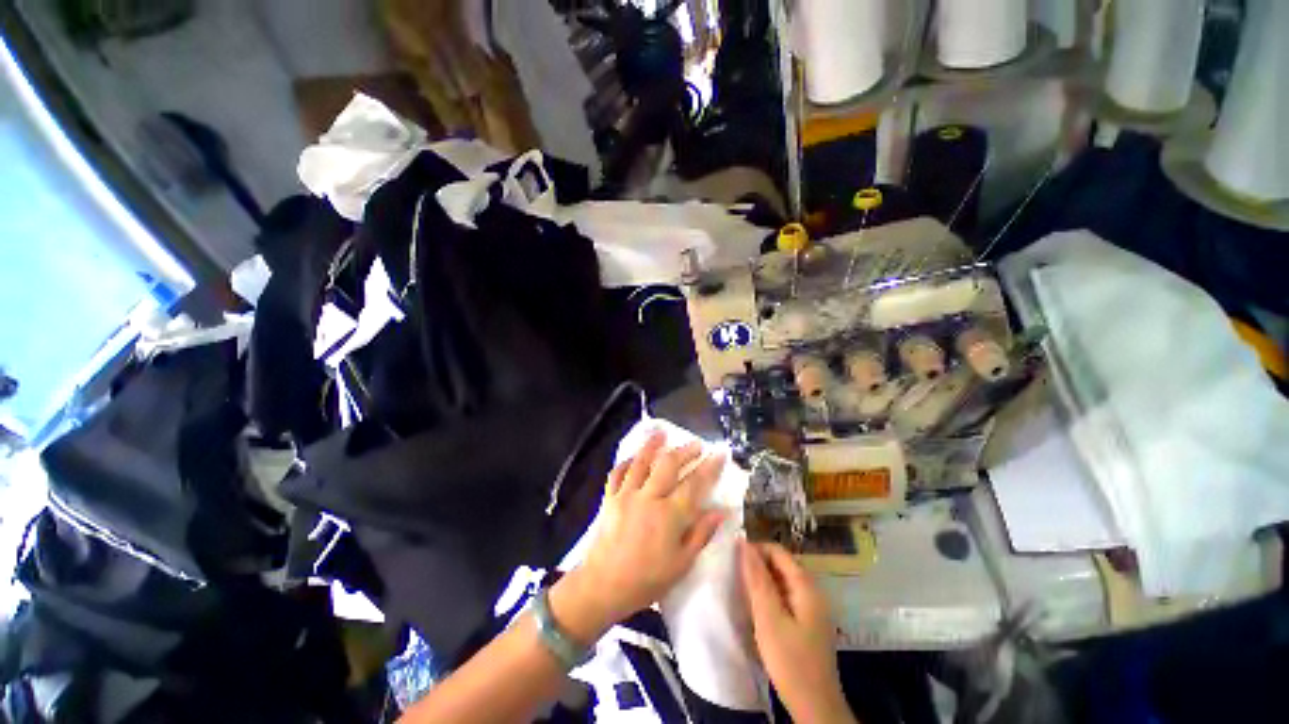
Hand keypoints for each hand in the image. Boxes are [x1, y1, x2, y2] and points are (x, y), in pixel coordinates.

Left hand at [555, 432, 726, 641]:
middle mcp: (648, 497)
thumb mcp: (681, 564)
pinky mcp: (610, 498)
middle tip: (696, 444)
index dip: (709, 467)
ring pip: (642, 462)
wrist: (603, 586)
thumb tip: (720, 512)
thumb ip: (701, 534)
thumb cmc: (647, 580)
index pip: (695, 483)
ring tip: (662, 432)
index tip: (720, 453)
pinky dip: (627, 461)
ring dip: (653, 445)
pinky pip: (618, 473)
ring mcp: (626, 495)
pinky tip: (634, 455)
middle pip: (668, 465)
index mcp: (669, 515)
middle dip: (684, 451)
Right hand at [741, 542, 853, 723]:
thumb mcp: (768, 618)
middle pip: (781, 564)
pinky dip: (770, 595)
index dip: (755, 549)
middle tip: (734, 573)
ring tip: (741, 588)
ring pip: (782, 581)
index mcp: (806, 586)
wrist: (815, 707)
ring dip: (762, 580)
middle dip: (758, 564)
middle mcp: (812, 591)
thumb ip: (757, 579)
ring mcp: (812, 607)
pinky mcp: (807, 622)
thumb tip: (744, 544)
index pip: (778, 551)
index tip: (732, 557)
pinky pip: (786, 596)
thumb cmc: (790, 661)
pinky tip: (756, 607)